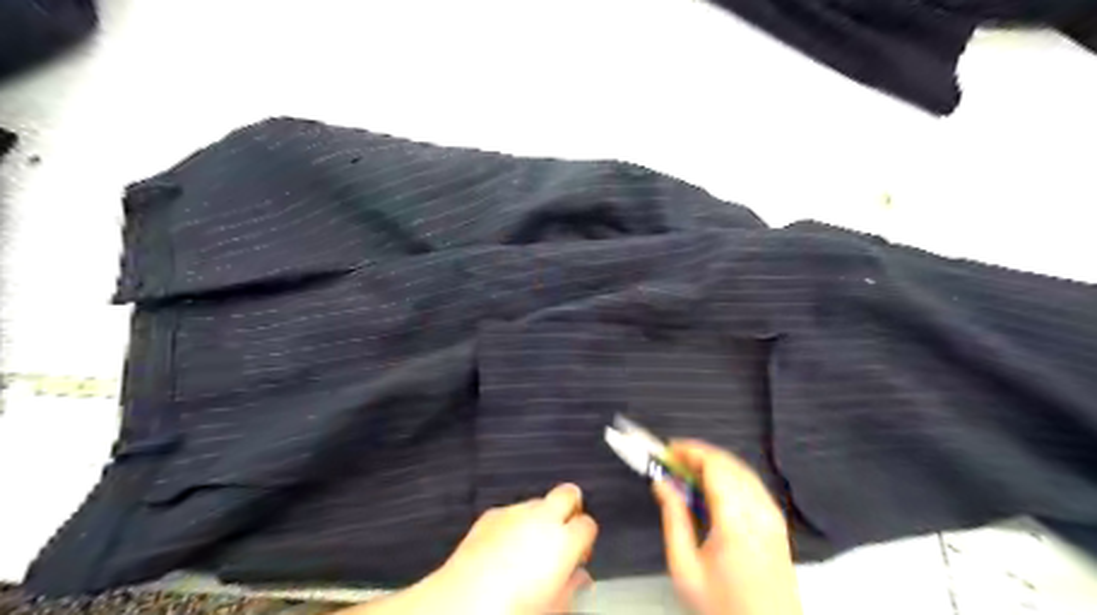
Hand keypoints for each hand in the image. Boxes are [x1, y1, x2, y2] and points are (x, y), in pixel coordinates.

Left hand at [415, 486, 597, 614]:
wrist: (462, 603)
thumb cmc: (510, 609)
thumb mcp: (554, 606)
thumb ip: (571, 585)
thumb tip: (577, 578)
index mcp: (563, 540)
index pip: (588, 524)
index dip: (586, 539)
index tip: (581, 553)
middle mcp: (542, 518)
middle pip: (567, 494)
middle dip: (570, 508)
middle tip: (564, 532)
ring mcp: (515, 511)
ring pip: (538, 502)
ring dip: (540, 517)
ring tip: (530, 546)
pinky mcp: (491, 514)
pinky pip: (512, 511)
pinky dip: (514, 523)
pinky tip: (505, 547)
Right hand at [650, 439, 797, 611]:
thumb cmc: (722, 607)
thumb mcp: (685, 567)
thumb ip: (674, 518)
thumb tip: (662, 483)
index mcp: (737, 519)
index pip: (714, 465)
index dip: (689, 451)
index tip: (666, 450)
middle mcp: (760, 510)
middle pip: (729, 463)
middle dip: (698, 455)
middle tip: (671, 461)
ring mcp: (773, 516)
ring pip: (742, 471)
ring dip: (714, 464)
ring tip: (687, 472)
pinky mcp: (778, 525)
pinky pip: (752, 485)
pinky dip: (730, 477)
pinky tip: (713, 490)